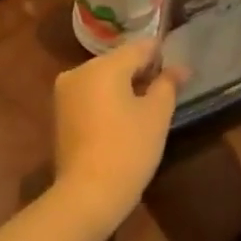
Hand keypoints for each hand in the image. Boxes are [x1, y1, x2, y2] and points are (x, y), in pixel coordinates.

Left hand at [52, 39, 182, 220]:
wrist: (88, 193)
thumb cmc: (128, 149)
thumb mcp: (157, 115)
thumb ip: (168, 84)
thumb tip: (181, 68)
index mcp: (104, 66)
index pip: (139, 47)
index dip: (161, 55)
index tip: (178, 70)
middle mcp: (79, 71)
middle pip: (118, 61)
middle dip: (141, 71)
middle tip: (165, 91)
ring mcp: (65, 92)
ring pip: (102, 78)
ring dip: (124, 86)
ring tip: (146, 107)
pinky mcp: (60, 112)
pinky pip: (90, 95)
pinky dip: (107, 99)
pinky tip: (123, 118)